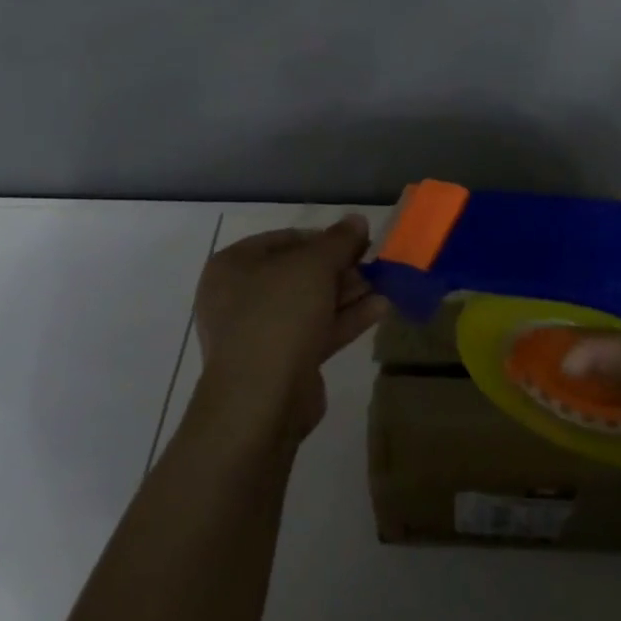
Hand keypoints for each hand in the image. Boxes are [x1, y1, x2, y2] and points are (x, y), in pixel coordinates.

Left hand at [190, 217, 388, 447]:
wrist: (261, 400)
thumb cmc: (279, 316)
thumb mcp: (314, 266)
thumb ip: (339, 240)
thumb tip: (357, 220)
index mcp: (233, 266)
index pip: (285, 239)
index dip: (324, 237)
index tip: (358, 241)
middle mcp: (240, 297)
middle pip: (299, 273)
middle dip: (341, 268)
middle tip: (374, 263)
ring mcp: (259, 332)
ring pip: (310, 303)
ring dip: (348, 293)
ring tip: (386, 283)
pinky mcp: (281, 362)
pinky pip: (316, 331)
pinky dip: (345, 319)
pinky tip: (381, 308)